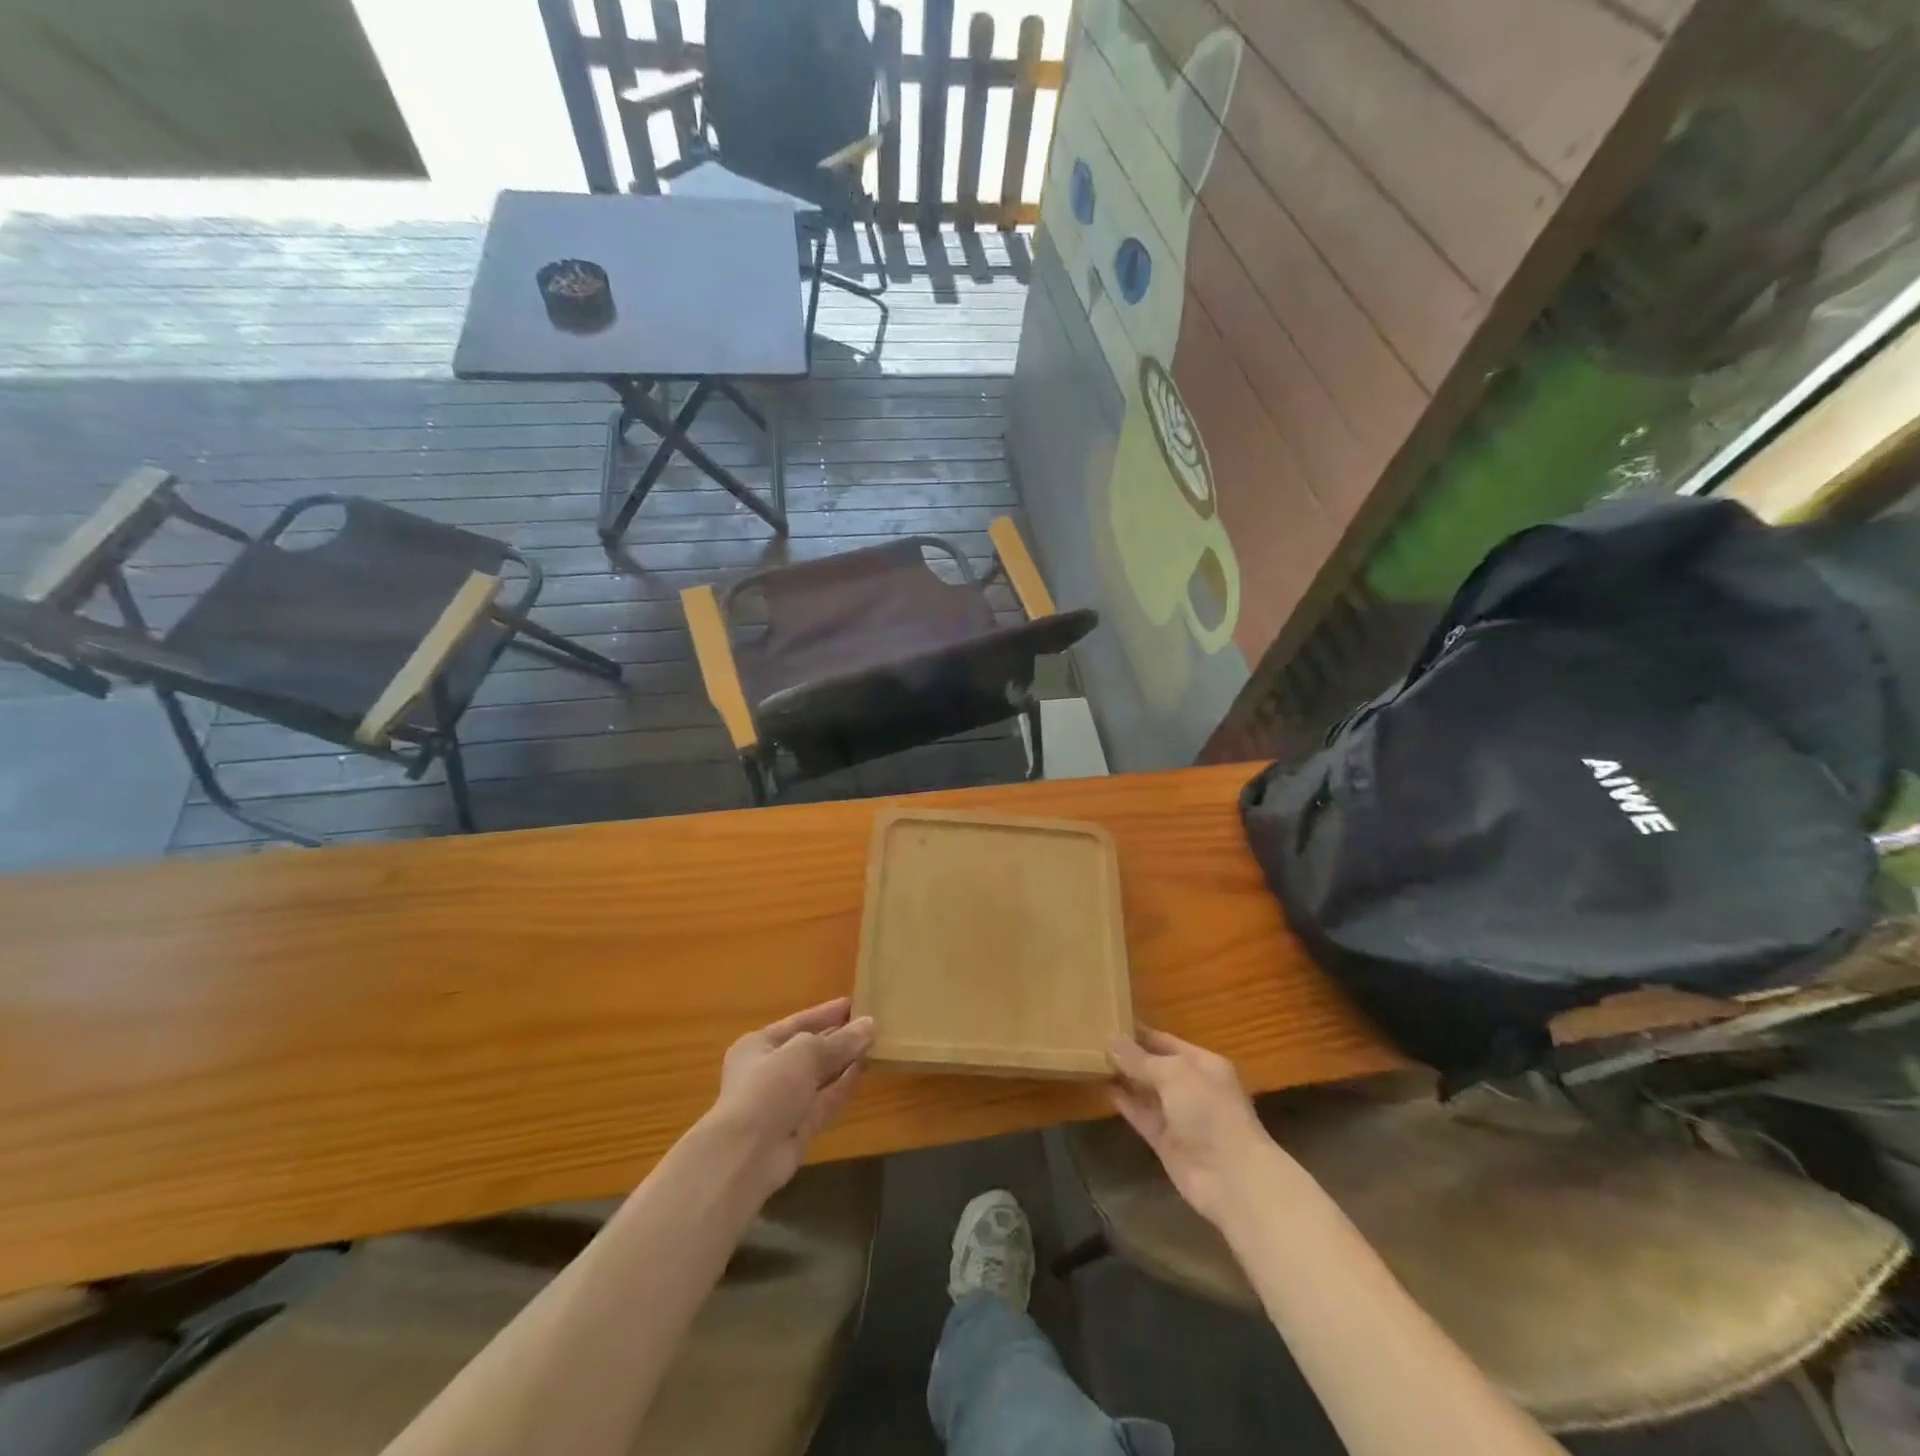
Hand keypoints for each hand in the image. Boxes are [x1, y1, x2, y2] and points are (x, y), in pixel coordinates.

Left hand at [708, 998, 873, 1194]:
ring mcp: (784, 1101)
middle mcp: (769, 1071)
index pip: (797, 1022)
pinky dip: (844, 1085)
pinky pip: (825, 1100)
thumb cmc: (768, 1088)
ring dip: (844, 1060)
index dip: (825, 1013)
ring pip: (820, 1075)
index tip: (854, 1004)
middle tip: (870, 1023)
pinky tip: (865, 1069)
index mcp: (758, 1046)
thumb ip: (839, 1041)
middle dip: (838, 1037)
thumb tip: (869, 1025)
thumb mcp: (805, 1053)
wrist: (747, 1156)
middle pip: (809, 1049)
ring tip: (874, 1043)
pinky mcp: (799, 1127)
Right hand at [1109, 1029, 1271, 1228]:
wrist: (1231, 1178)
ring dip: (1122, 1077)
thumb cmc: (1209, 1111)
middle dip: (1127, 1054)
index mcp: (1202, 1064)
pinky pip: (1140, 1115)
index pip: (1165, 1041)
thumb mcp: (1175, 1074)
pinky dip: (1123, 1102)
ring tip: (1090, 1058)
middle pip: (1154, 1065)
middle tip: (1092, 1038)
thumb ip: (1141, 1058)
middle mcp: (1191, 1087)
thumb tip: (1112, 1040)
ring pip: (1145, 1090)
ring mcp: (1178, 1116)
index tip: (1109, 1019)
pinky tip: (1101, 1087)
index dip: (1139, 1031)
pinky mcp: (1165, 1141)